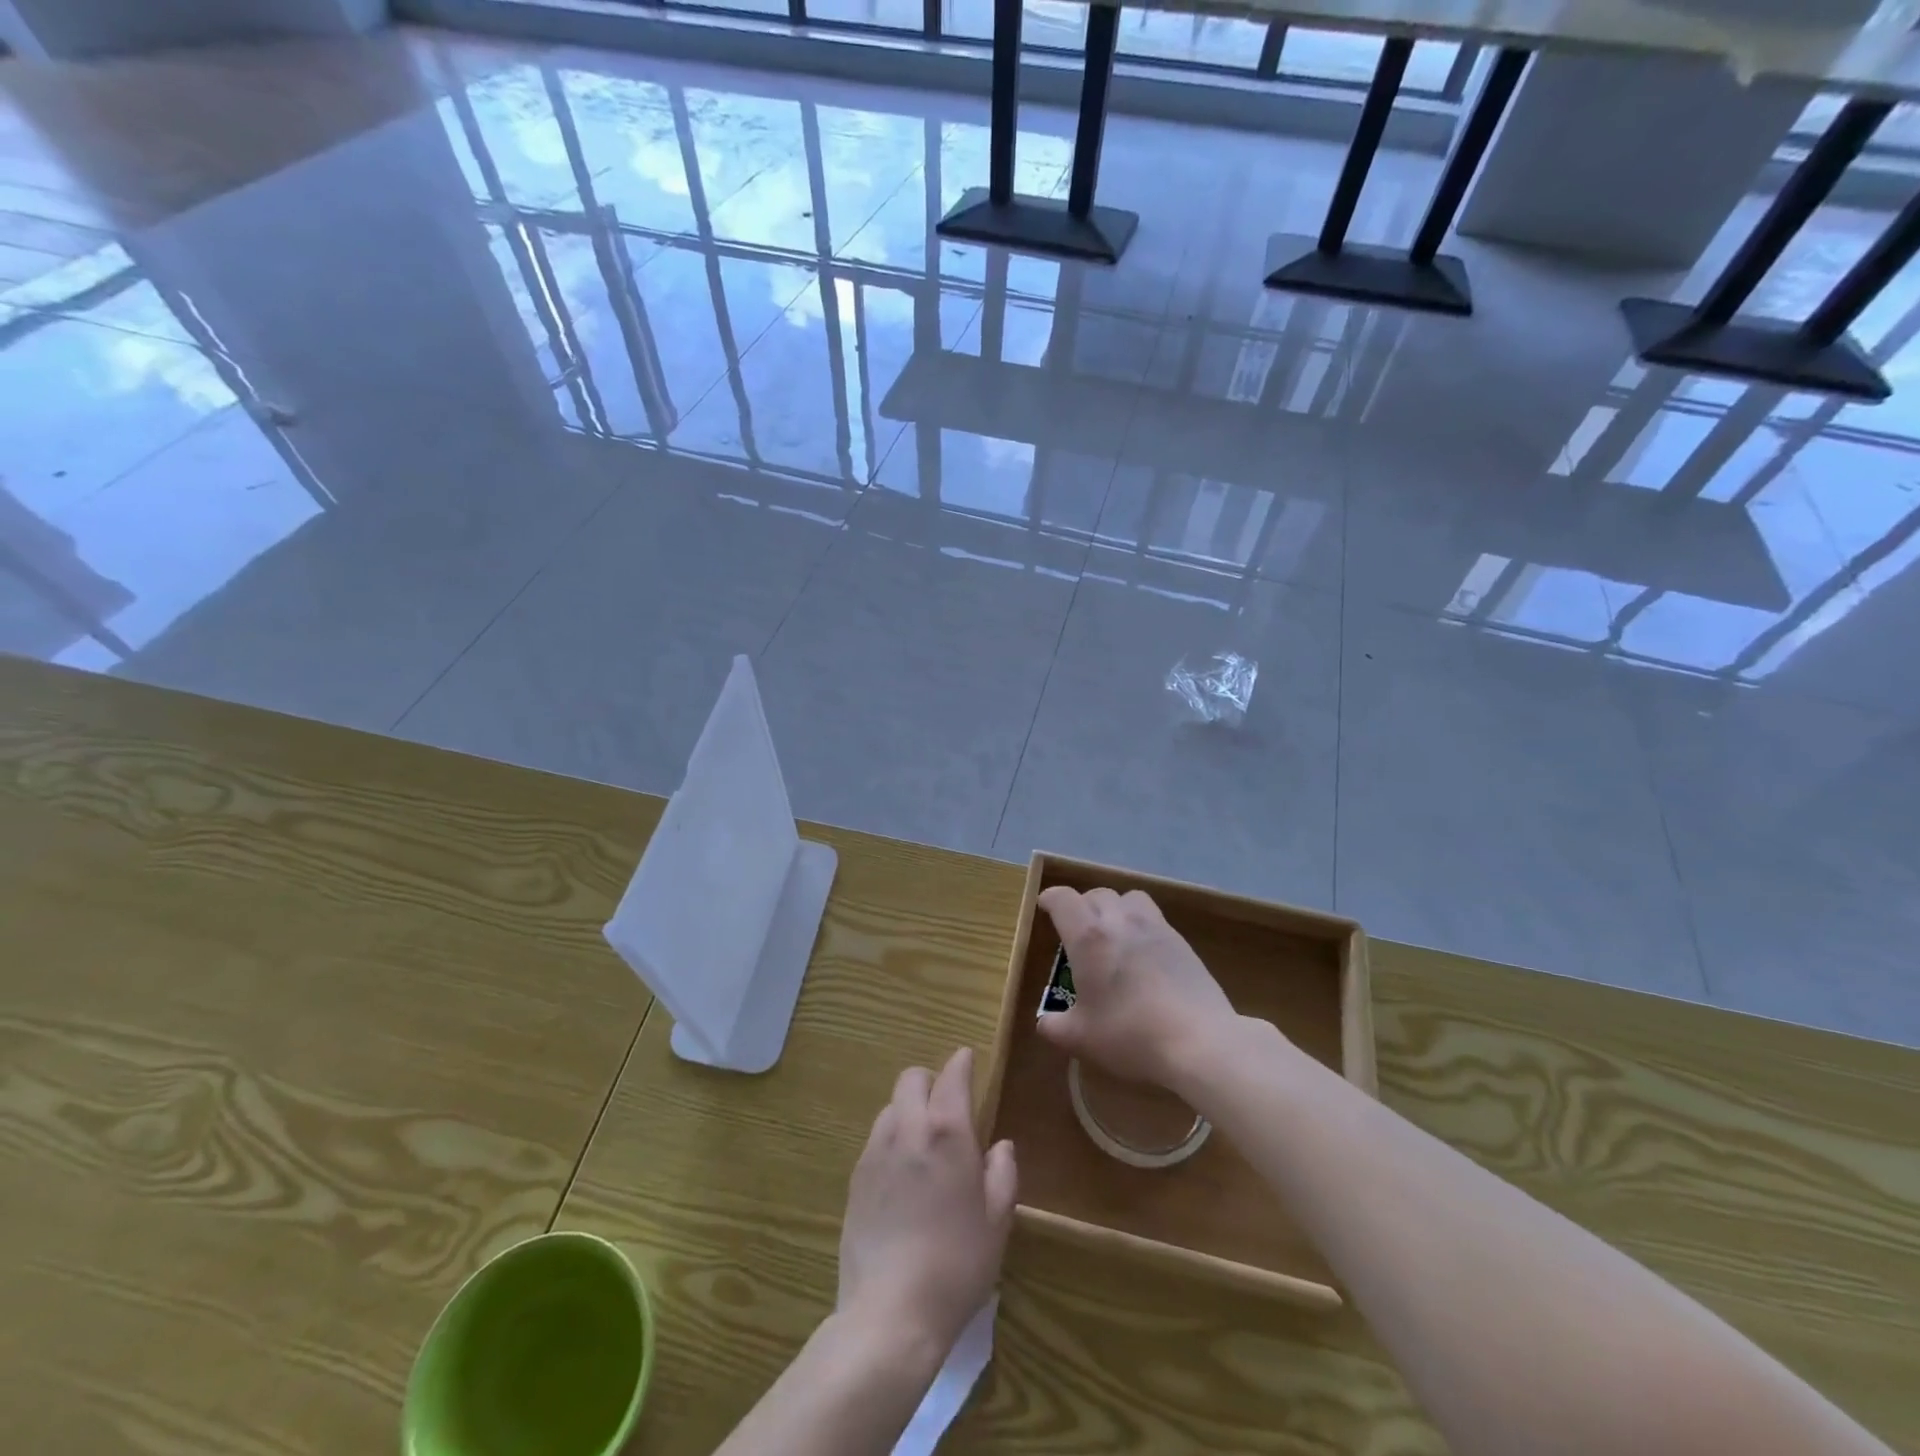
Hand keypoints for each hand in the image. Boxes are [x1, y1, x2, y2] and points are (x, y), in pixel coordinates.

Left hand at [838, 1048, 1016, 1353]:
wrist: (890, 1313)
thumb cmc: (957, 1266)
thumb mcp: (997, 1222)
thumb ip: (1002, 1174)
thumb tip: (1000, 1146)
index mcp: (947, 1132)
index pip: (952, 1075)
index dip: (961, 1062)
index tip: (968, 1059)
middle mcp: (907, 1128)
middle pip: (912, 1078)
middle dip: (931, 1081)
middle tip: (948, 1108)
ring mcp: (876, 1151)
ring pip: (891, 1106)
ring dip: (909, 1110)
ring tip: (924, 1144)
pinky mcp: (856, 1176)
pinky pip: (876, 1138)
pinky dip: (892, 1139)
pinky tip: (902, 1176)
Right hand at [1035, 885, 1243, 1090]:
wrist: (1200, 1041)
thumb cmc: (1130, 1035)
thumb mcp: (1081, 1039)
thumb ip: (1055, 1027)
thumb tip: (1045, 1023)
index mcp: (1088, 937)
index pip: (1063, 899)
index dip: (1051, 899)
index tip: (1045, 907)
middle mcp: (1120, 921)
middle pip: (1097, 893)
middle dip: (1082, 905)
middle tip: (1077, 929)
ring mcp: (1155, 927)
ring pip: (1129, 898)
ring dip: (1116, 907)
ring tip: (1113, 932)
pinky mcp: (1182, 942)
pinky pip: (1155, 917)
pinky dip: (1142, 924)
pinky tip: (1144, 953)